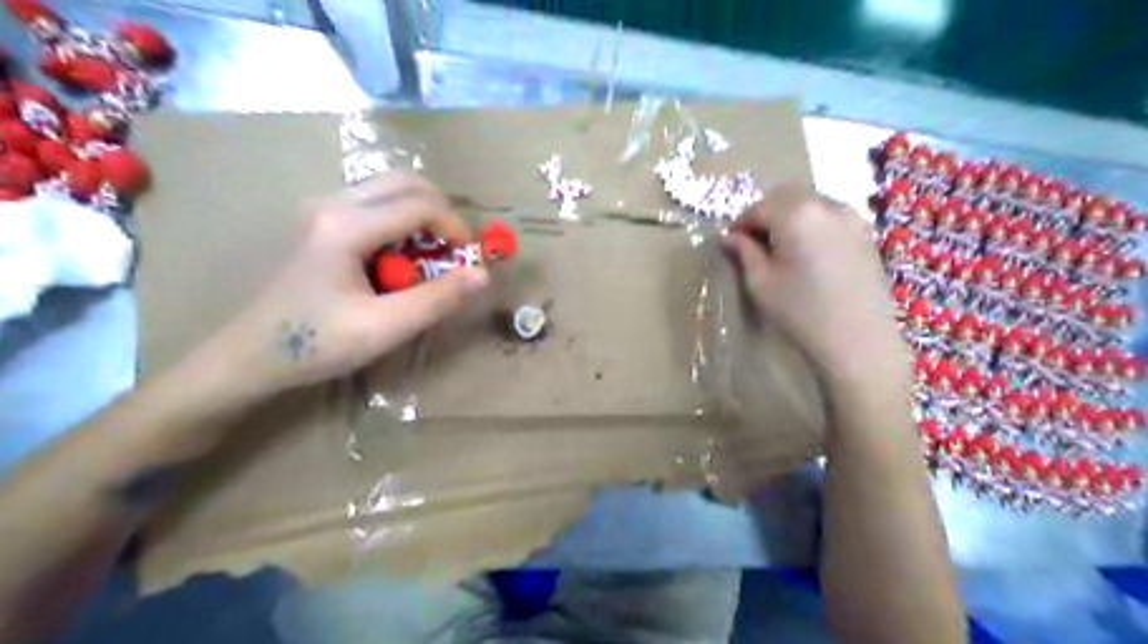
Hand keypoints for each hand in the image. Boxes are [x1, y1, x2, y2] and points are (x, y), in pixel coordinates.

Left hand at [194, 171, 489, 401]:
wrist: (252, 353)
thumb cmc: (317, 343)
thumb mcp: (385, 328)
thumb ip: (437, 299)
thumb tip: (482, 275)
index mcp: (346, 226)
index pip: (419, 205)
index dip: (455, 227)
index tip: (470, 258)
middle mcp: (333, 203)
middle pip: (405, 180)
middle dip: (441, 211)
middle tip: (454, 249)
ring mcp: (323, 207)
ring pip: (389, 187)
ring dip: (421, 213)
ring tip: (431, 254)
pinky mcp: (321, 219)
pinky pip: (374, 202)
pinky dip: (401, 219)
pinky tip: (400, 257)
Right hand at [725, 182, 906, 387]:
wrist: (860, 341)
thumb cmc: (802, 312)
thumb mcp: (761, 283)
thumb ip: (744, 253)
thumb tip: (730, 237)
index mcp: (796, 213)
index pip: (757, 207)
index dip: (740, 225)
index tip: (731, 245)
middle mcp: (826, 204)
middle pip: (785, 196)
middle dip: (765, 214)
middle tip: (754, 245)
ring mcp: (851, 217)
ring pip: (809, 203)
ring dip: (789, 217)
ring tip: (781, 250)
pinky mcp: (865, 233)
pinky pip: (829, 216)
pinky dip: (811, 225)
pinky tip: (807, 255)